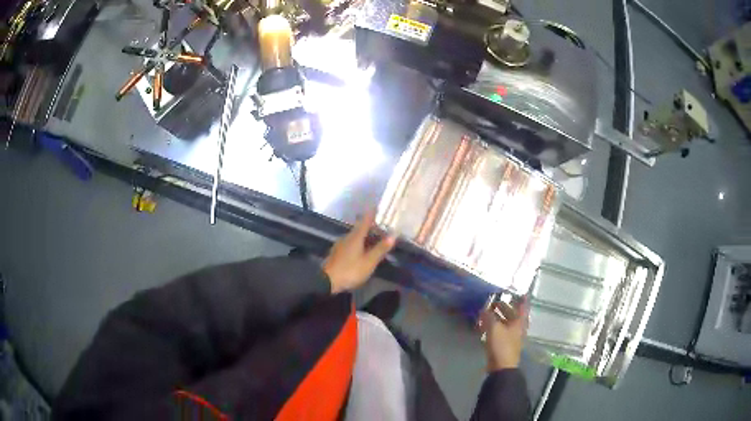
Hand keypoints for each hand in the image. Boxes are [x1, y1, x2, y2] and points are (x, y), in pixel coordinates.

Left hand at [323, 211, 396, 293]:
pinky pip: (351, 244)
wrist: (327, 281)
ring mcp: (340, 245)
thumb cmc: (350, 270)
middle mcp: (347, 237)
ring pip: (355, 237)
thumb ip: (380, 249)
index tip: (377, 207)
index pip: (365, 221)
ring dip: (365, 237)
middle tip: (382, 229)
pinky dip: (359, 244)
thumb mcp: (369, 262)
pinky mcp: (337, 253)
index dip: (372, 214)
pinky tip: (363, 251)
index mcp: (355, 237)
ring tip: (375, 241)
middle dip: (371, 227)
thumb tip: (392, 236)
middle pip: (360, 228)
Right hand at [479, 297, 528, 371]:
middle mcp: (518, 327)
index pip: (522, 306)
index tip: (518, 291)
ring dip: (498, 316)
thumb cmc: (502, 345)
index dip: (521, 298)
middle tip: (495, 300)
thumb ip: (489, 317)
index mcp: (519, 322)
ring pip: (506, 322)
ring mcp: (511, 336)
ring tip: (488, 311)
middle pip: (513, 314)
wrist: (501, 367)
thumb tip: (484, 309)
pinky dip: (494, 326)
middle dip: (505, 307)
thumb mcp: (494, 328)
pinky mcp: (504, 344)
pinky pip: (500, 331)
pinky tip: (486, 325)